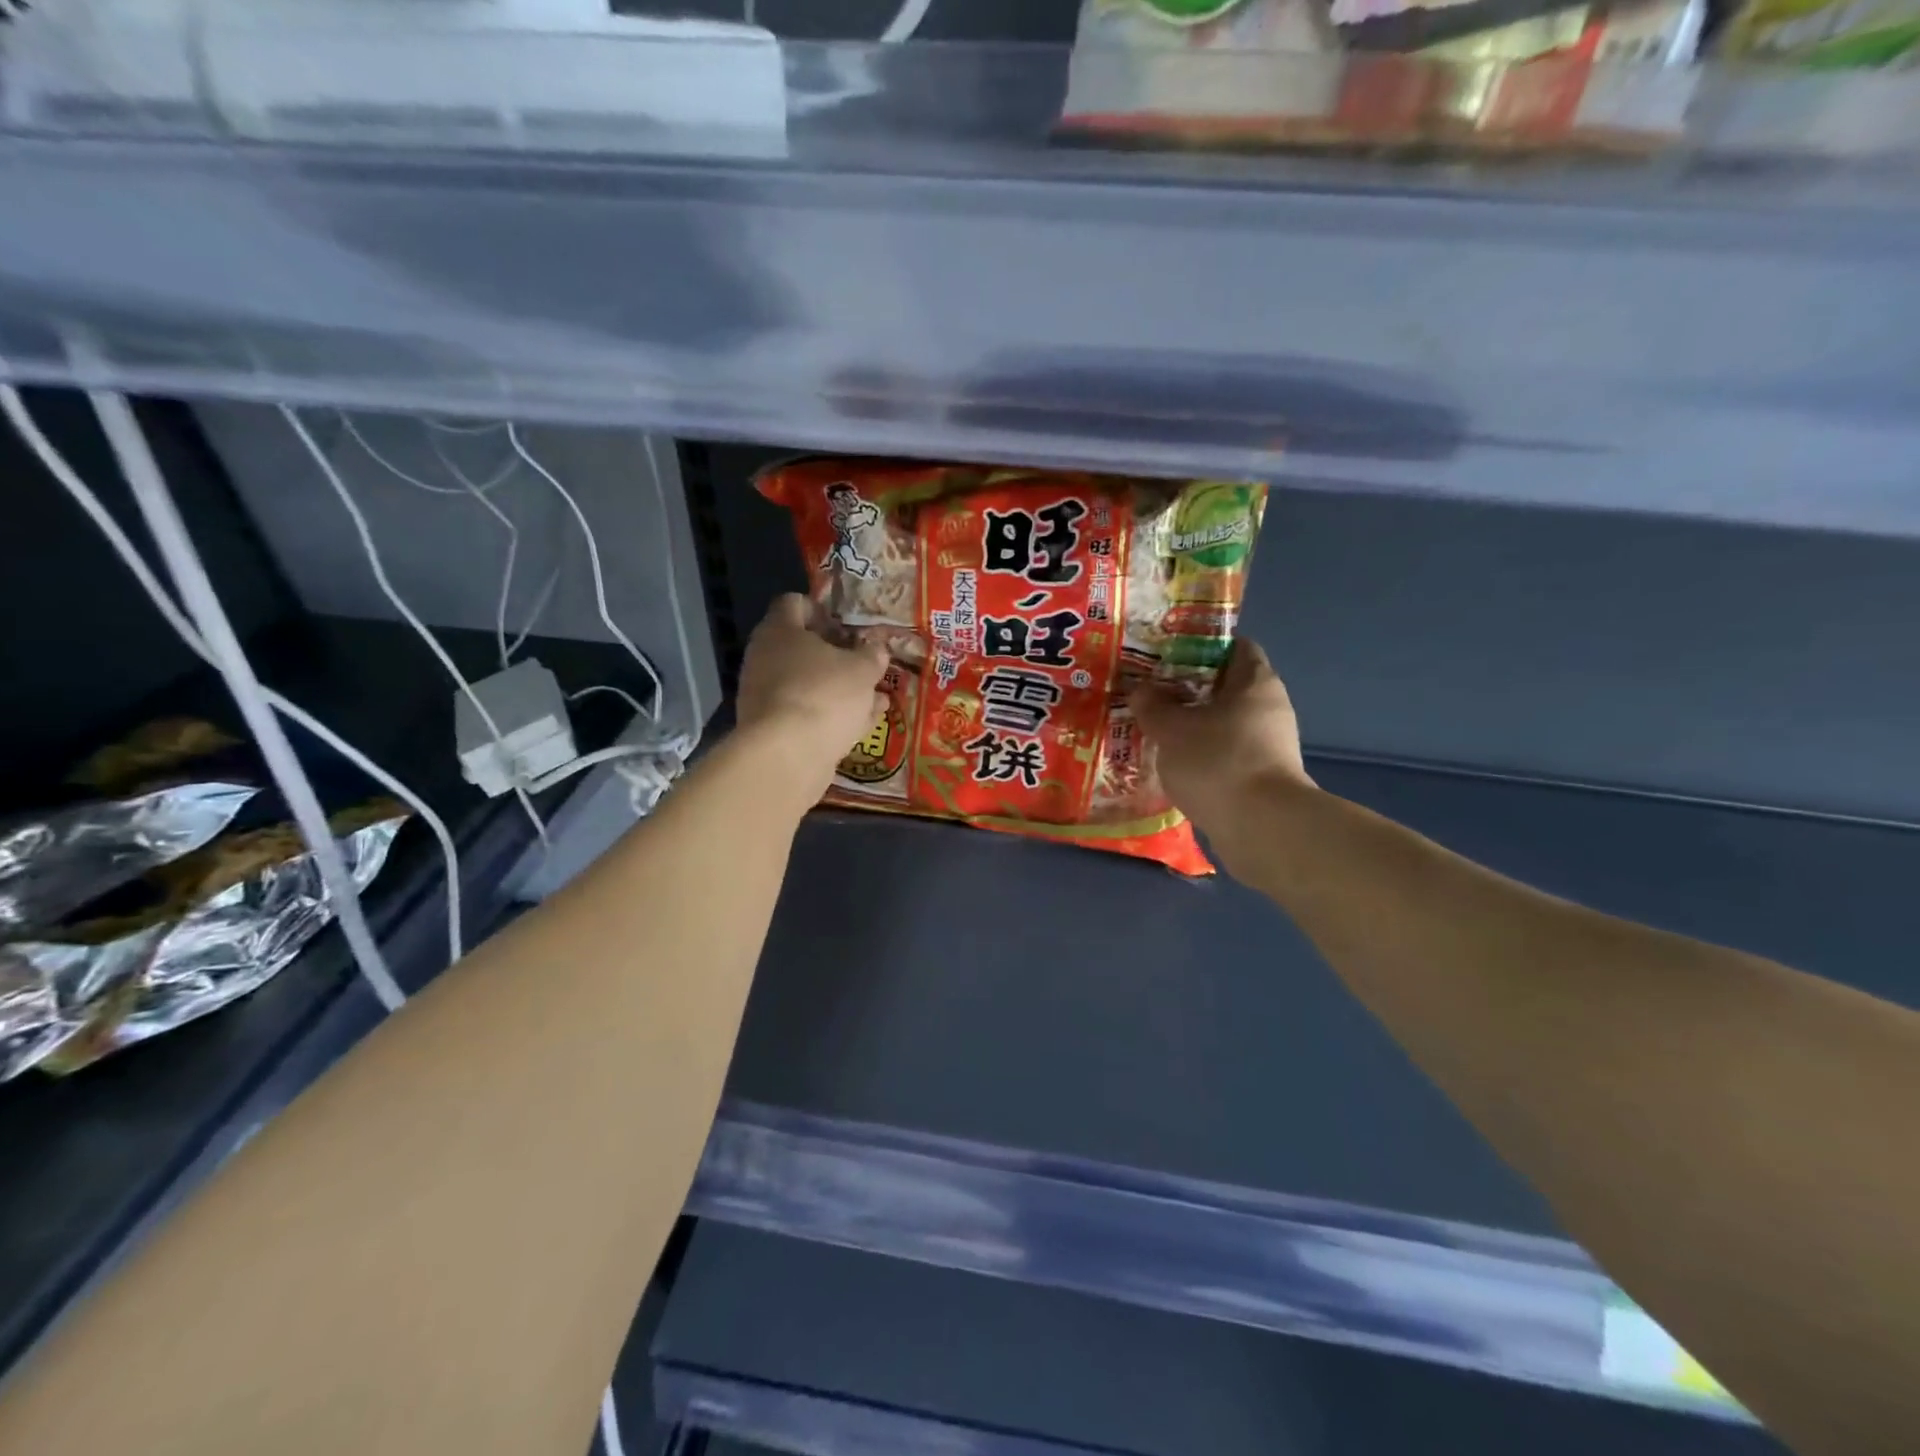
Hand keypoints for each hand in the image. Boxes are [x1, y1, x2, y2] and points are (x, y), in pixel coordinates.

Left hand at [736, 593, 889, 803]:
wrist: (788, 755)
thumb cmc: (825, 694)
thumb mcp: (862, 670)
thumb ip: (871, 656)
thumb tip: (875, 649)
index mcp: (780, 630)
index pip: (794, 603)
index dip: (822, 609)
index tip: (847, 625)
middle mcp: (764, 658)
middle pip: (801, 647)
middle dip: (837, 657)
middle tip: (865, 664)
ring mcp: (765, 696)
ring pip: (808, 684)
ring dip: (839, 690)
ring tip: (875, 698)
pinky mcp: (772, 730)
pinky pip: (807, 714)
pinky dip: (831, 716)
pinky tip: (862, 724)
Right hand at [1130, 638, 1313, 871]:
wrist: (1261, 828)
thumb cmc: (1217, 761)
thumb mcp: (1172, 728)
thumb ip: (1152, 705)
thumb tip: (1141, 690)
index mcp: (1255, 681)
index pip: (1234, 646)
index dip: (1201, 645)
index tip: (1166, 653)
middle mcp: (1269, 707)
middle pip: (1226, 686)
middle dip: (1188, 688)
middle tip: (1150, 691)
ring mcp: (1269, 744)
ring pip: (1224, 722)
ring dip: (1193, 724)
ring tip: (1154, 728)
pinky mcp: (1262, 776)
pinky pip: (1226, 753)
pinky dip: (1202, 754)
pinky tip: (1173, 762)